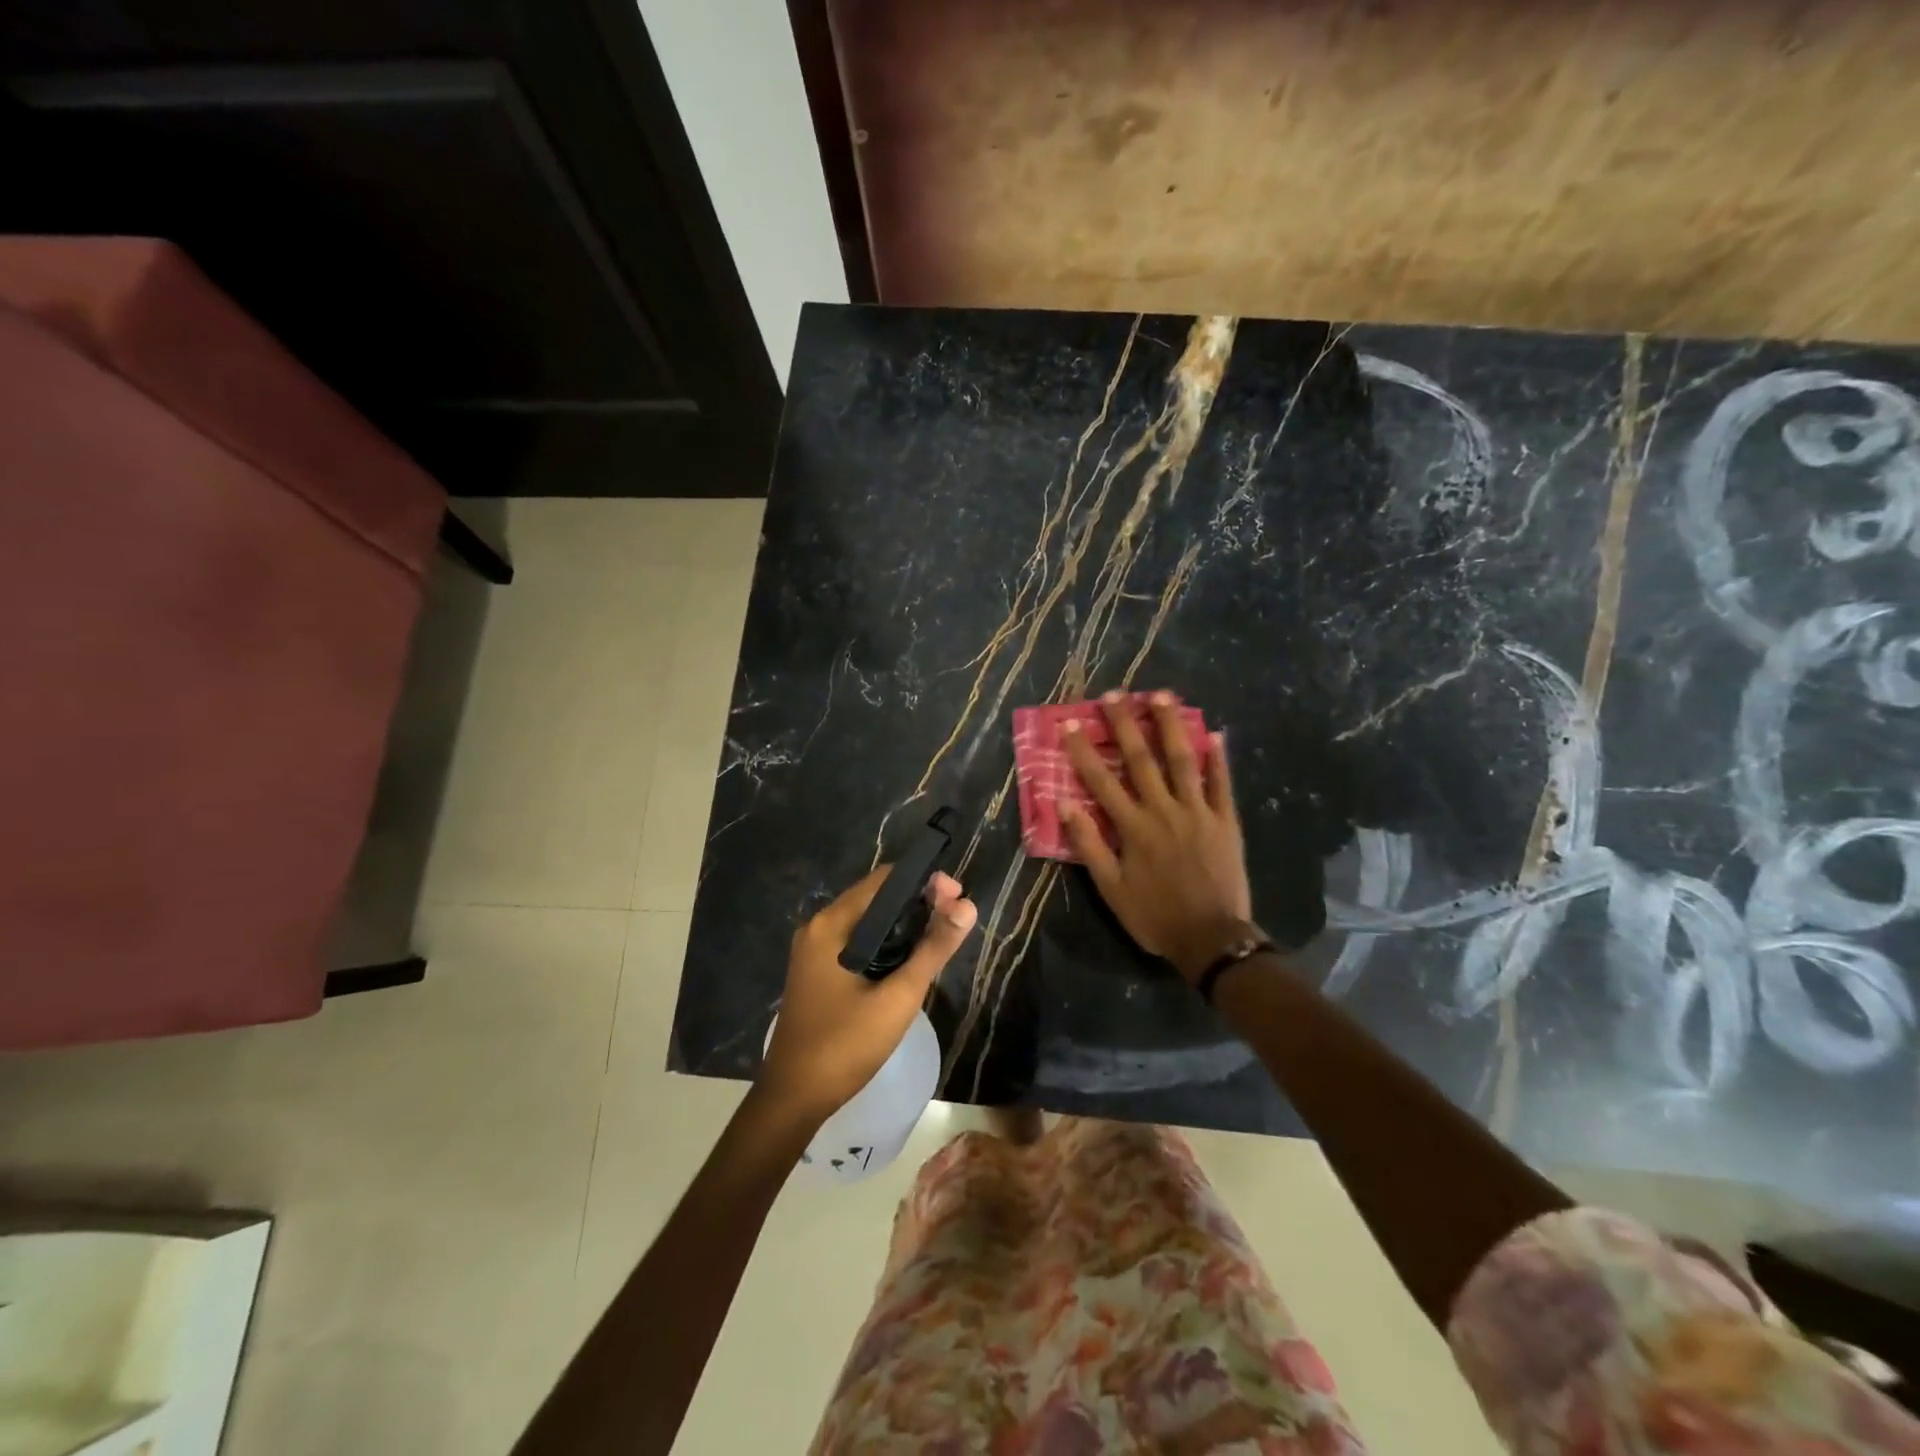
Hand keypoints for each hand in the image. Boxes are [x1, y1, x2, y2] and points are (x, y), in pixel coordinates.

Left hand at [758, 868, 976, 1125]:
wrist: (794, 1098)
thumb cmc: (846, 1045)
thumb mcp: (898, 997)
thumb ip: (933, 949)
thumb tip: (968, 906)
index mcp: (832, 924)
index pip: (884, 880)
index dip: (924, 882)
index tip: (958, 896)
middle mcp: (820, 927)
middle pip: (876, 898)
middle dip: (918, 902)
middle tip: (957, 915)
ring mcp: (815, 950)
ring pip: (869, 921)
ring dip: (904, 923)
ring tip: (942, 935)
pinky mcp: (819, 971)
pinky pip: (858, 942)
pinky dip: (887, 942)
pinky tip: (910, 958)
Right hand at [1060, 690, 1254, 984]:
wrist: (1211, 939)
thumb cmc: (1154, 915)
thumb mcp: (1110, 888)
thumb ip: (1088, 844)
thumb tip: (1064, 804)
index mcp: (1133, 827)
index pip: (1101, 780)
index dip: (1083, 750)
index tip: (1069, 723)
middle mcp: (1164, 810)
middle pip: (1141, 759)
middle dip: (1126, 724)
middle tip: (1115, 694)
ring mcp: (1198, 812)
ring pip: (1182, 761)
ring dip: (1171, 726)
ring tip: (1162, 695)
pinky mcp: (1226, 821)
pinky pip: (1222, 784)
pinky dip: (1218, 759)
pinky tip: (1215, 734)